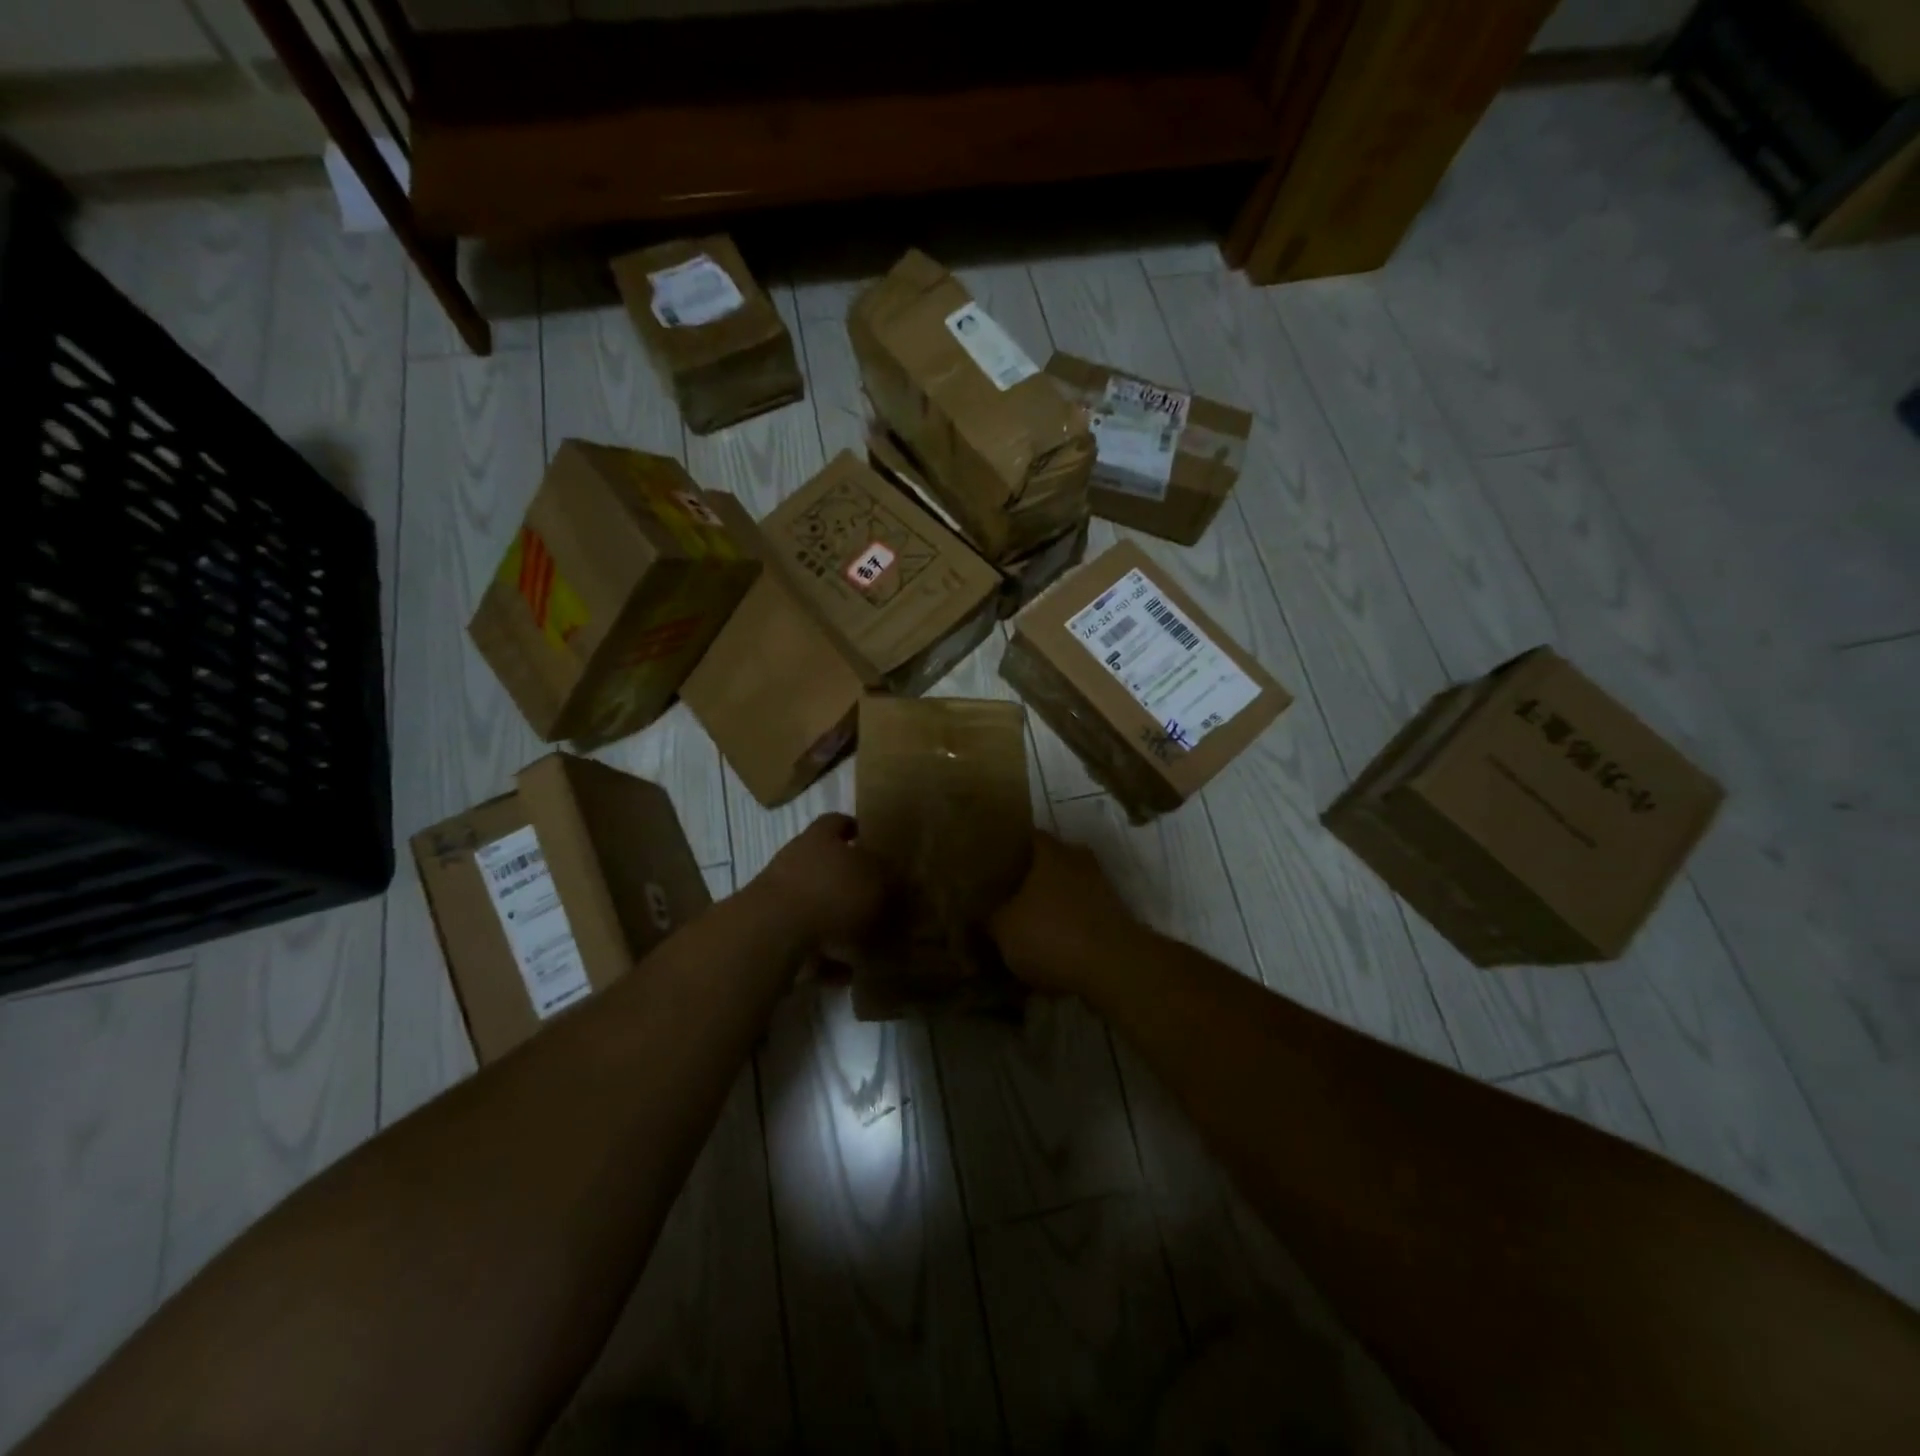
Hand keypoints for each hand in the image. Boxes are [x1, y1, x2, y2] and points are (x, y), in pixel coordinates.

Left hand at [749, 813, 887, 956]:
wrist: (773, 934)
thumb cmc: (832, 894)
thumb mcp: (875, 881)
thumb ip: (886, 878)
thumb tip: (892, 878)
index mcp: (820, 838)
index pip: (838, 823)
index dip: (854, 829)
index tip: (869, 840)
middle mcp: (795, 861)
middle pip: (823, 866)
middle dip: (847, 883)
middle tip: (875, 898)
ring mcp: (778, 898)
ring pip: (813, 907)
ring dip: (836, 923)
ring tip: (865, 943)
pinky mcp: (770, 933)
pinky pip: (805, 943)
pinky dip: (825, 957)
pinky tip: (846, 973)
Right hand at [988, 832, 1136, 995]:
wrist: (1112, 967)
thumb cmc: (1051, 934)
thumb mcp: (1003, 928)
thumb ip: (989, 917)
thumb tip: (981, 914)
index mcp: (1051, 852)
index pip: (1029, 837)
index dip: (1011, 848)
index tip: (995, 862)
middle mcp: (1080, 860)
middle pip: (1053, 861)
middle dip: (1034, 876)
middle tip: (1010, 893)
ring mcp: (1102, 888)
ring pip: (1070, 888)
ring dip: (1055, 902)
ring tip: (1031, 922)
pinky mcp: (1116, 916)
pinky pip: (1084, 913)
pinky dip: (1071, 925)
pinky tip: (1054, 945)